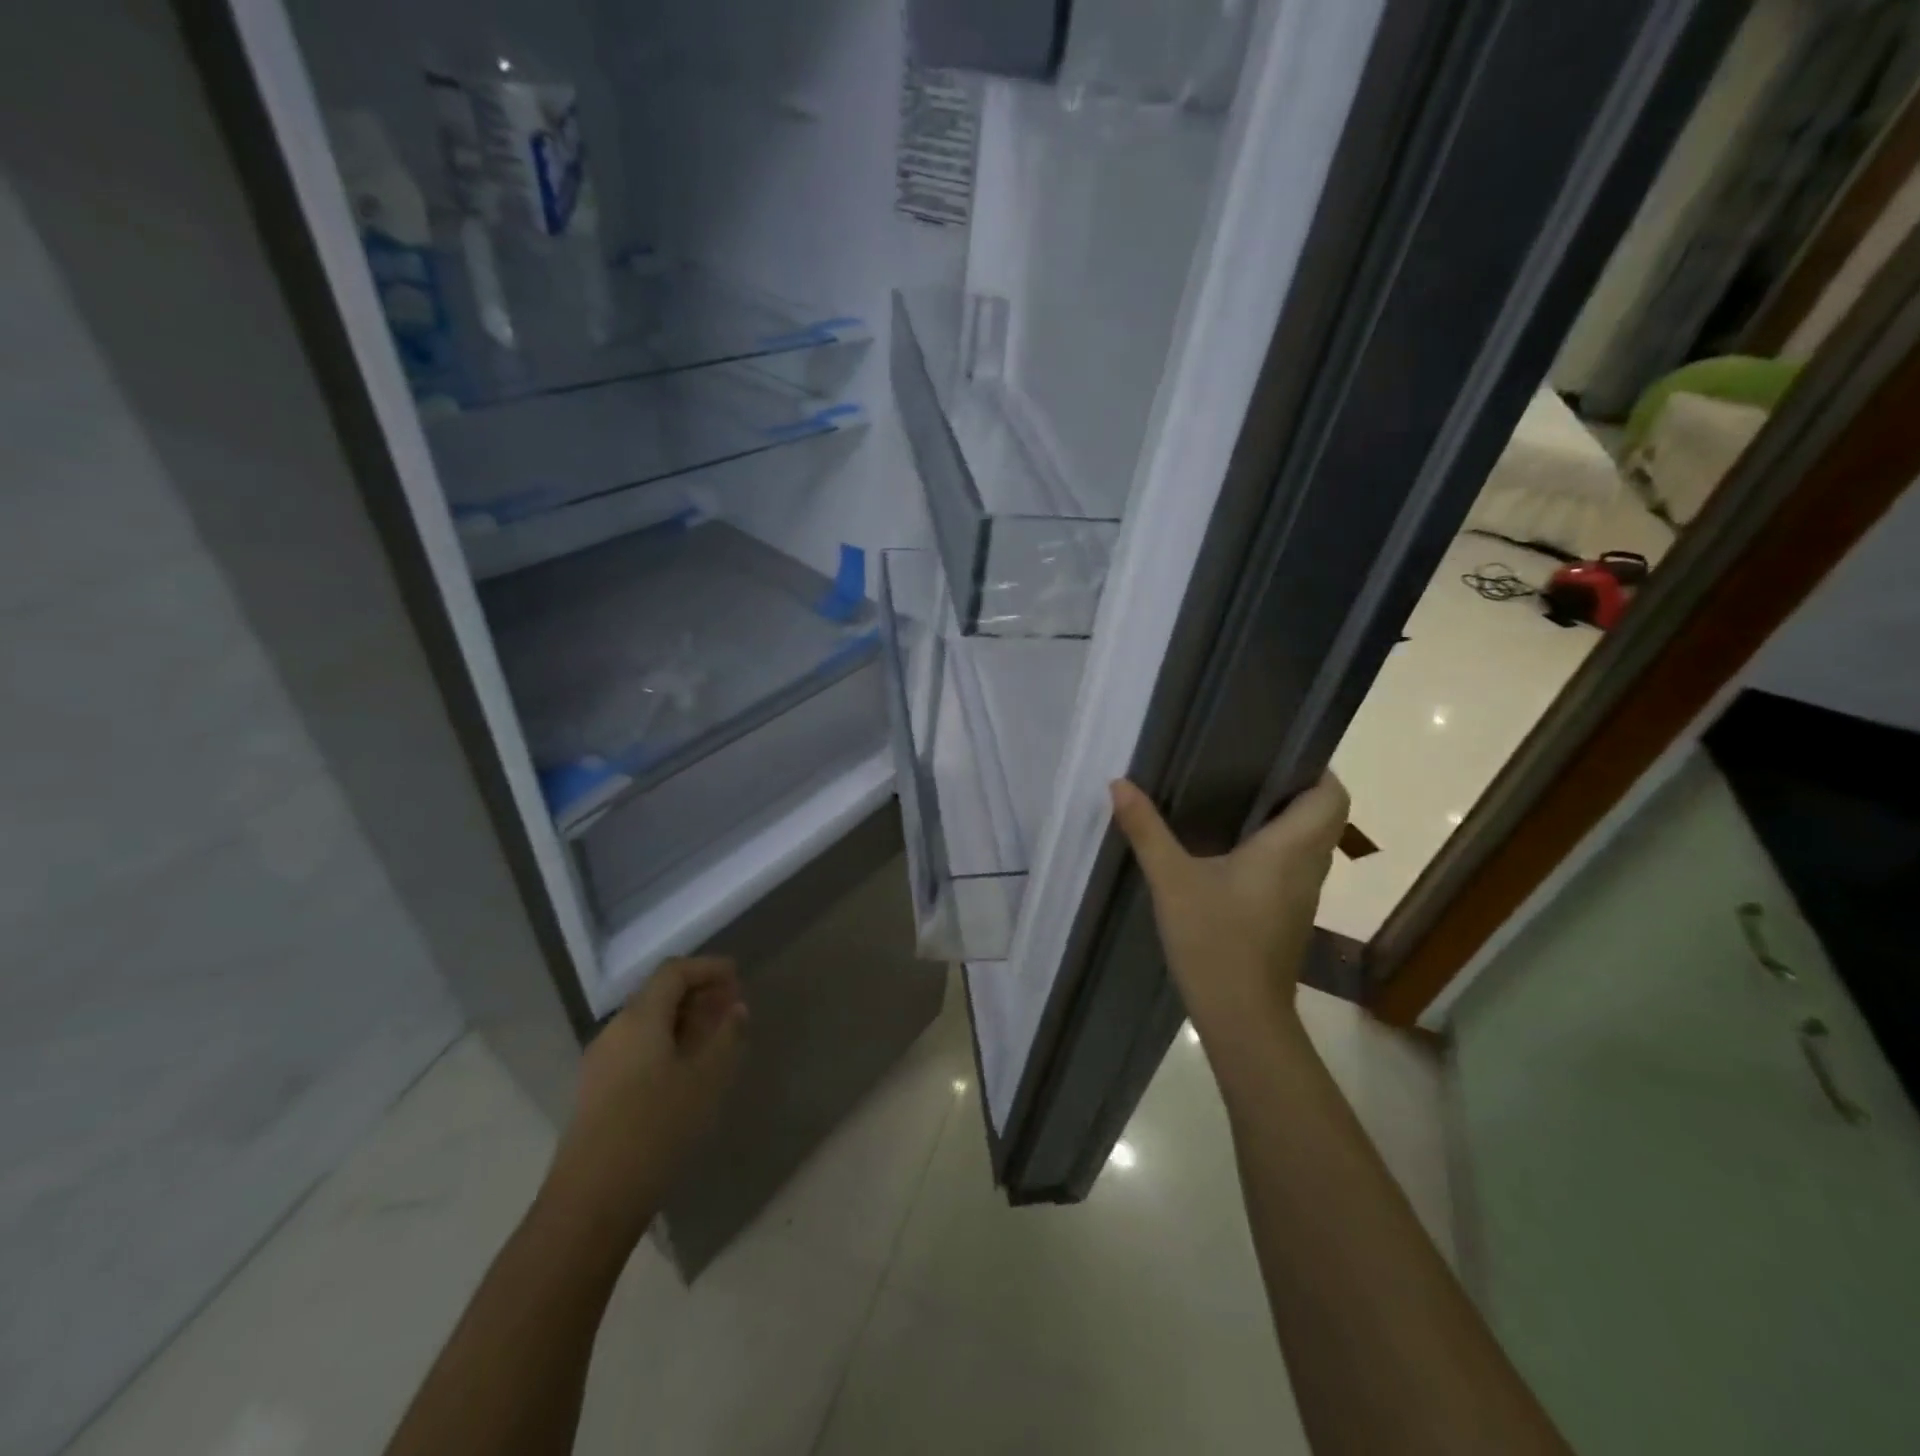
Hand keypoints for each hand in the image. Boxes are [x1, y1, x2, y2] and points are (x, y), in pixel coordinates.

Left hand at [544, 956, 745, 1242]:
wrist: (590, 1202)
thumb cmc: (657, 1130)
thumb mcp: (707, 1080)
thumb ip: (727, 1037)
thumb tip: (736, 1008)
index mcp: (640, 1018)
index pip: (674, 971)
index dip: (708, 967)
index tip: (738, 976)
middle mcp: (615, 1030)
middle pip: (658, 994)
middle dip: (698, 993)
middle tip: (732, 1007)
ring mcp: (600, 1062)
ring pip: (647, 1023)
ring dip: (683, 1021)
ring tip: (716, 1039)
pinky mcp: (596, 1092)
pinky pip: (637, 1048)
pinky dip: (667, 1044)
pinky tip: (686, 1071)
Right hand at [1110, 775, 1348, 1065]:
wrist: (1242, 1016)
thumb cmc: (1215, 939)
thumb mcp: (1172, 880)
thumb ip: (1147, 830)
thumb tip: (1120, 784)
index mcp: (1291, 848)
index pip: (1332, 795)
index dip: (1316, 769)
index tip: (1277, 754)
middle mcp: (1308, 867)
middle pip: (1324, 816)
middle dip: (1294, 790)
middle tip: (1247, 772)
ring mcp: (1302, 896)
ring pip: (1309, 843)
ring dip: (1285, 820)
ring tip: (1236, 801)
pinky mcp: (1288, 916)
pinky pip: (1292, 867)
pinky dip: (1274, 849)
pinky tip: (1230, 852)